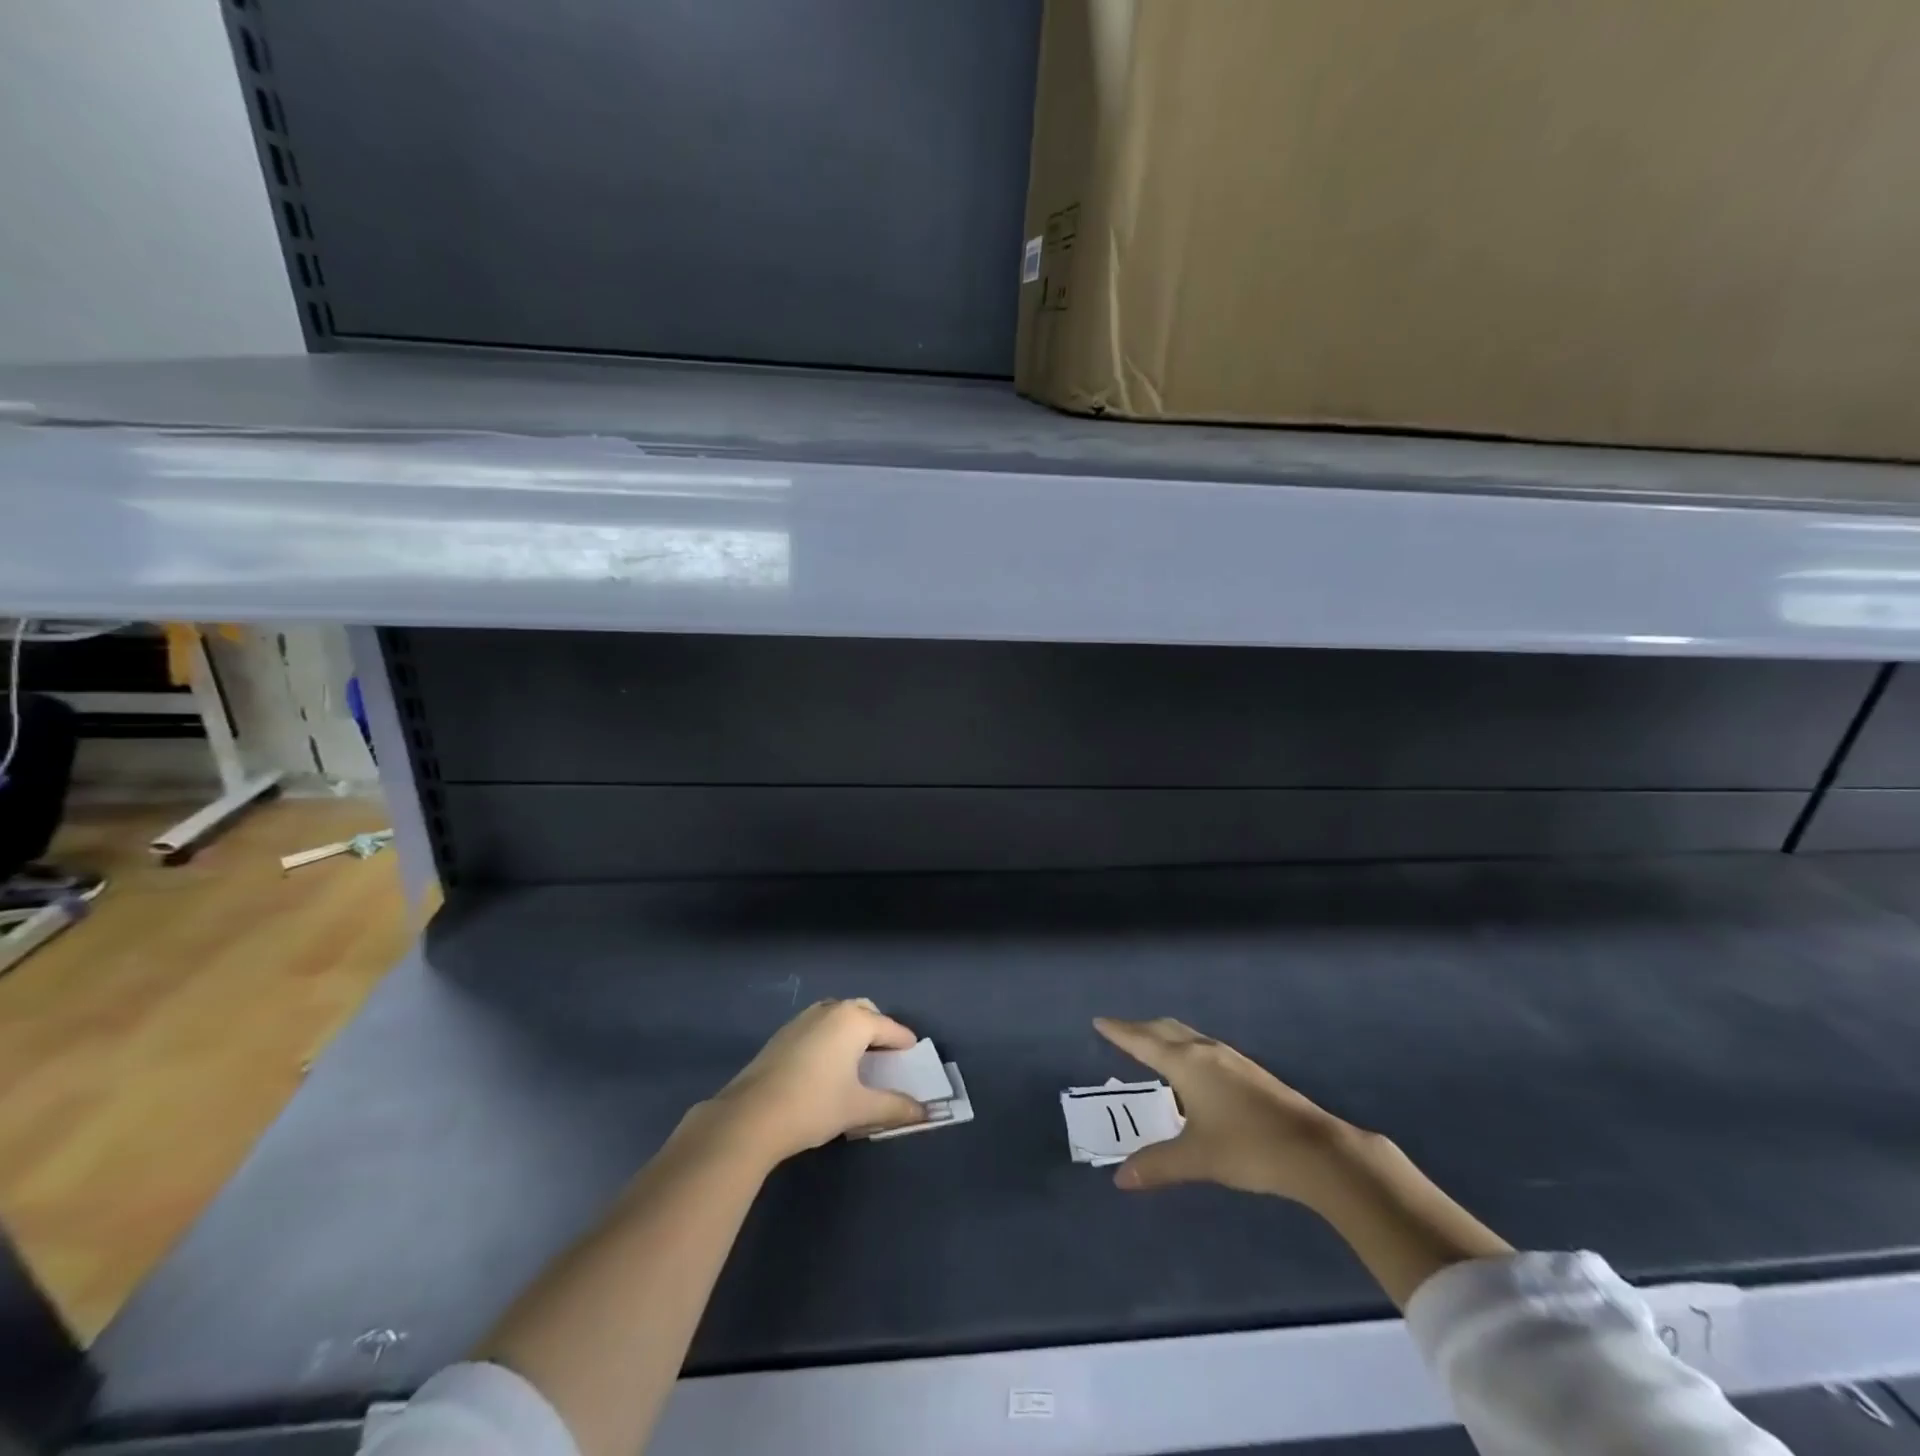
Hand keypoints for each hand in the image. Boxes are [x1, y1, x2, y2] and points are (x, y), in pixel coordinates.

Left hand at [701, 999, 927, 1165]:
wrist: (751, 1116)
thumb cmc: (813, 1105)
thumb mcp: (859, 1108)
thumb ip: (894, 1107)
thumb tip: (924, 1112)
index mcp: (854, 1021)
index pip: (891, 1028)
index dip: (905, 1044)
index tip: (914, 1057)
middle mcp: (831, 1010)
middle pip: (864, 1012)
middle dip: (878, 1030)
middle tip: (886, 1057)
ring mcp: (803, 1018)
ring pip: (839, 1015)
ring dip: (852, 1031)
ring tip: (857, 1060)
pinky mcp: (783, 1033)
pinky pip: (819, 1025)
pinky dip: (831, 1037)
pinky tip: (826, 1066)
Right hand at [1093, 1017, 1364, 1203]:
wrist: (1315, 1149)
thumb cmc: (1248, 1147)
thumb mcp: (1197, 1158)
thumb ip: (1157, 1165)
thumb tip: (1121, 1178)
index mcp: (1186, 1063)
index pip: (1142, 1041)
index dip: (1120, 1032)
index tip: (1100, 1021)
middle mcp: (1205, 1051)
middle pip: (1165, 1030)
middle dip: (1140, 1028)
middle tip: (1120, 1032)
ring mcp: (1230, 1058)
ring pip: (1187, 1036)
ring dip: (1164, 1037)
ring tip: (1150, 1047)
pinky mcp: (1248, 1071)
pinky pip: (1203, 1047)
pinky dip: (1184, 1048)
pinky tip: (1191, 1071)